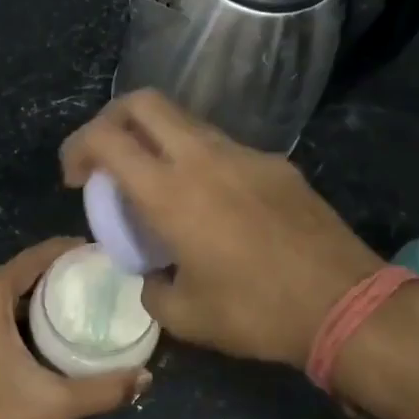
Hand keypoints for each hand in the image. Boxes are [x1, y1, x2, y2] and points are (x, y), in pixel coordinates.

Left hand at [0, 238, 150, 418]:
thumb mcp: (52, 405)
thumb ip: (102, 390)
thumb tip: (146, 378)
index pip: (33, 258)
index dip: (67, 251)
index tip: (96, 254)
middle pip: (12, 273)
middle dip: (48, 276)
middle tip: (87, 286)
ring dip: (23, 296)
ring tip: (61, 308)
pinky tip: (22, 332)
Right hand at [60, 90, 382, 368]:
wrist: (344, 304)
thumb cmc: (256, 312)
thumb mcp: (185, 316)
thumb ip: (152, 288)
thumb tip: (151, 276)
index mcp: (170, 192)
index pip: (106, 138)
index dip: (77, 147)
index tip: (74, 177)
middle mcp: (203, 158)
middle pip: (143, 103)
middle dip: (111, 120)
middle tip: (105, 158)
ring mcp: (244, 154)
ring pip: (185, 121)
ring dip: (156, 140)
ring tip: (157, 186)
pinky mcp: (276, 164)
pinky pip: (222, 148)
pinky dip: (197, 161)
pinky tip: (211, 205)